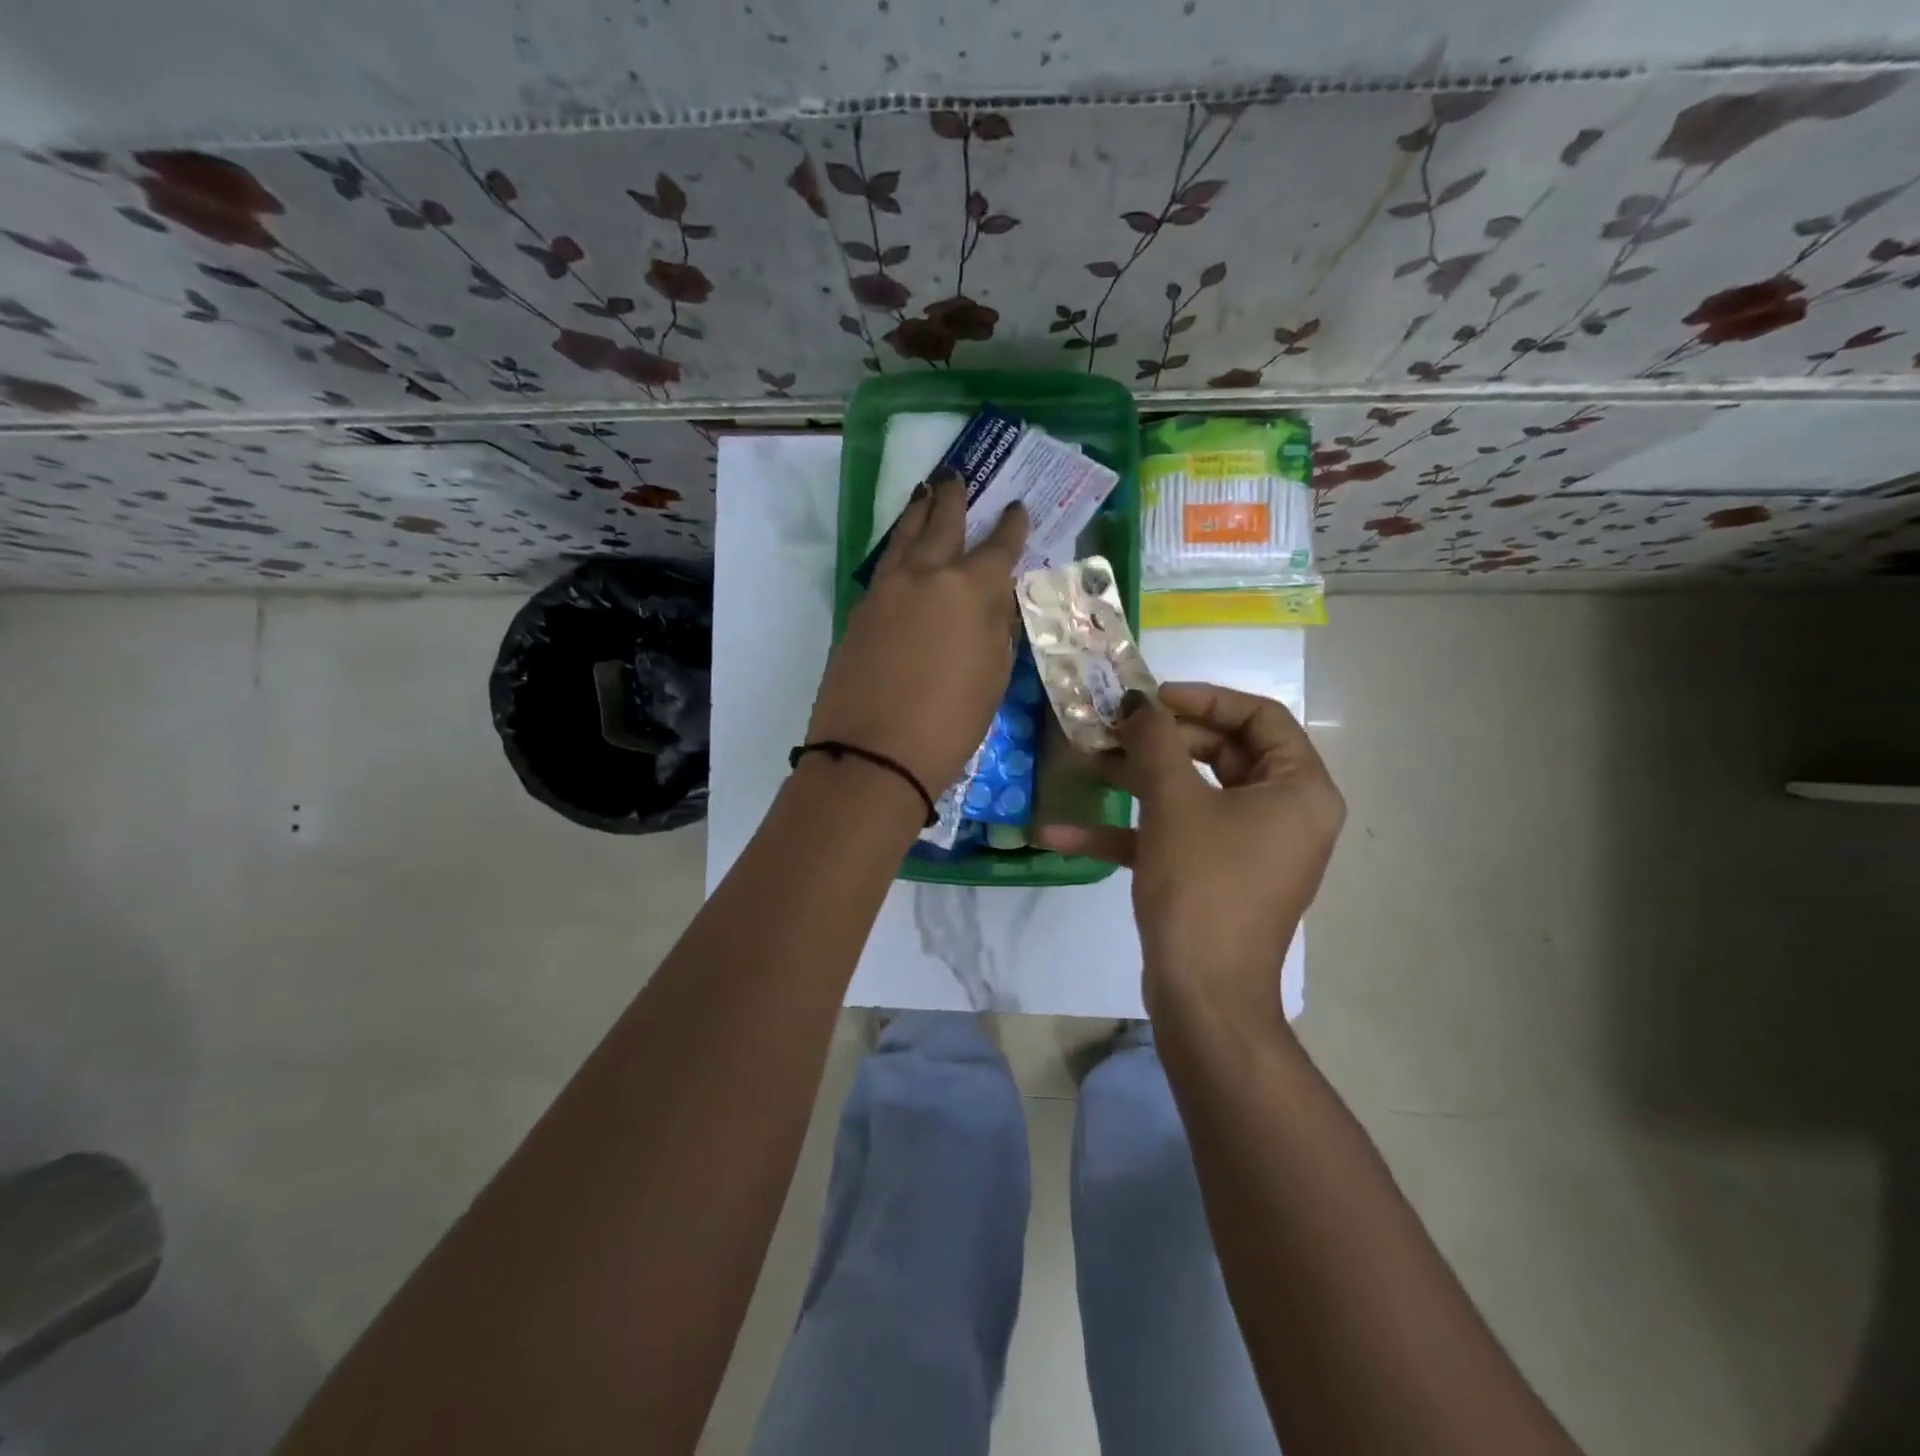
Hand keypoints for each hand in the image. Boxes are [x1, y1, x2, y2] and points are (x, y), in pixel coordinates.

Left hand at [807, 475, 1028, 796]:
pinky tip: (901, 549)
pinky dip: (897, 547)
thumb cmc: (950, 723)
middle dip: (953, 498)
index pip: (999, 547)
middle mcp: (928, 575)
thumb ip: (995, 628)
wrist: (875, 752)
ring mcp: (887, 589)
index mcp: (971, 590)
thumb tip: (992, 601)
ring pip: (904, 535)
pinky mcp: (860, 609)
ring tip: (923, 492)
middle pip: (942, 523)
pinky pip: (885, 564)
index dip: (1012, 526)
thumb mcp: (992, 677)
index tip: (1017, 508)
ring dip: (917, 512)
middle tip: (954, 475)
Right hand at [1036, 683, 1344, 1018]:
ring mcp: (1247, 848)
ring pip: (1191, 794)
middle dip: (1159, 739)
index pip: (1260, 717)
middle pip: (1221, 752)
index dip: (1204, 698)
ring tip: (1083, 759)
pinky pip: (1175, 838)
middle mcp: (1283, 814)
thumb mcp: (1174, 801)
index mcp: (1298, 789)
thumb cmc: (1203, 884)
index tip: (1152, 696)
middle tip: (1112, 725)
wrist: (1202, 994)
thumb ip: (1155, 740)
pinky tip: (1061, 833)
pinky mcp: (1214, 876)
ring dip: (1135, 778)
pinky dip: (1128, 832)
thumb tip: (1138, 702)